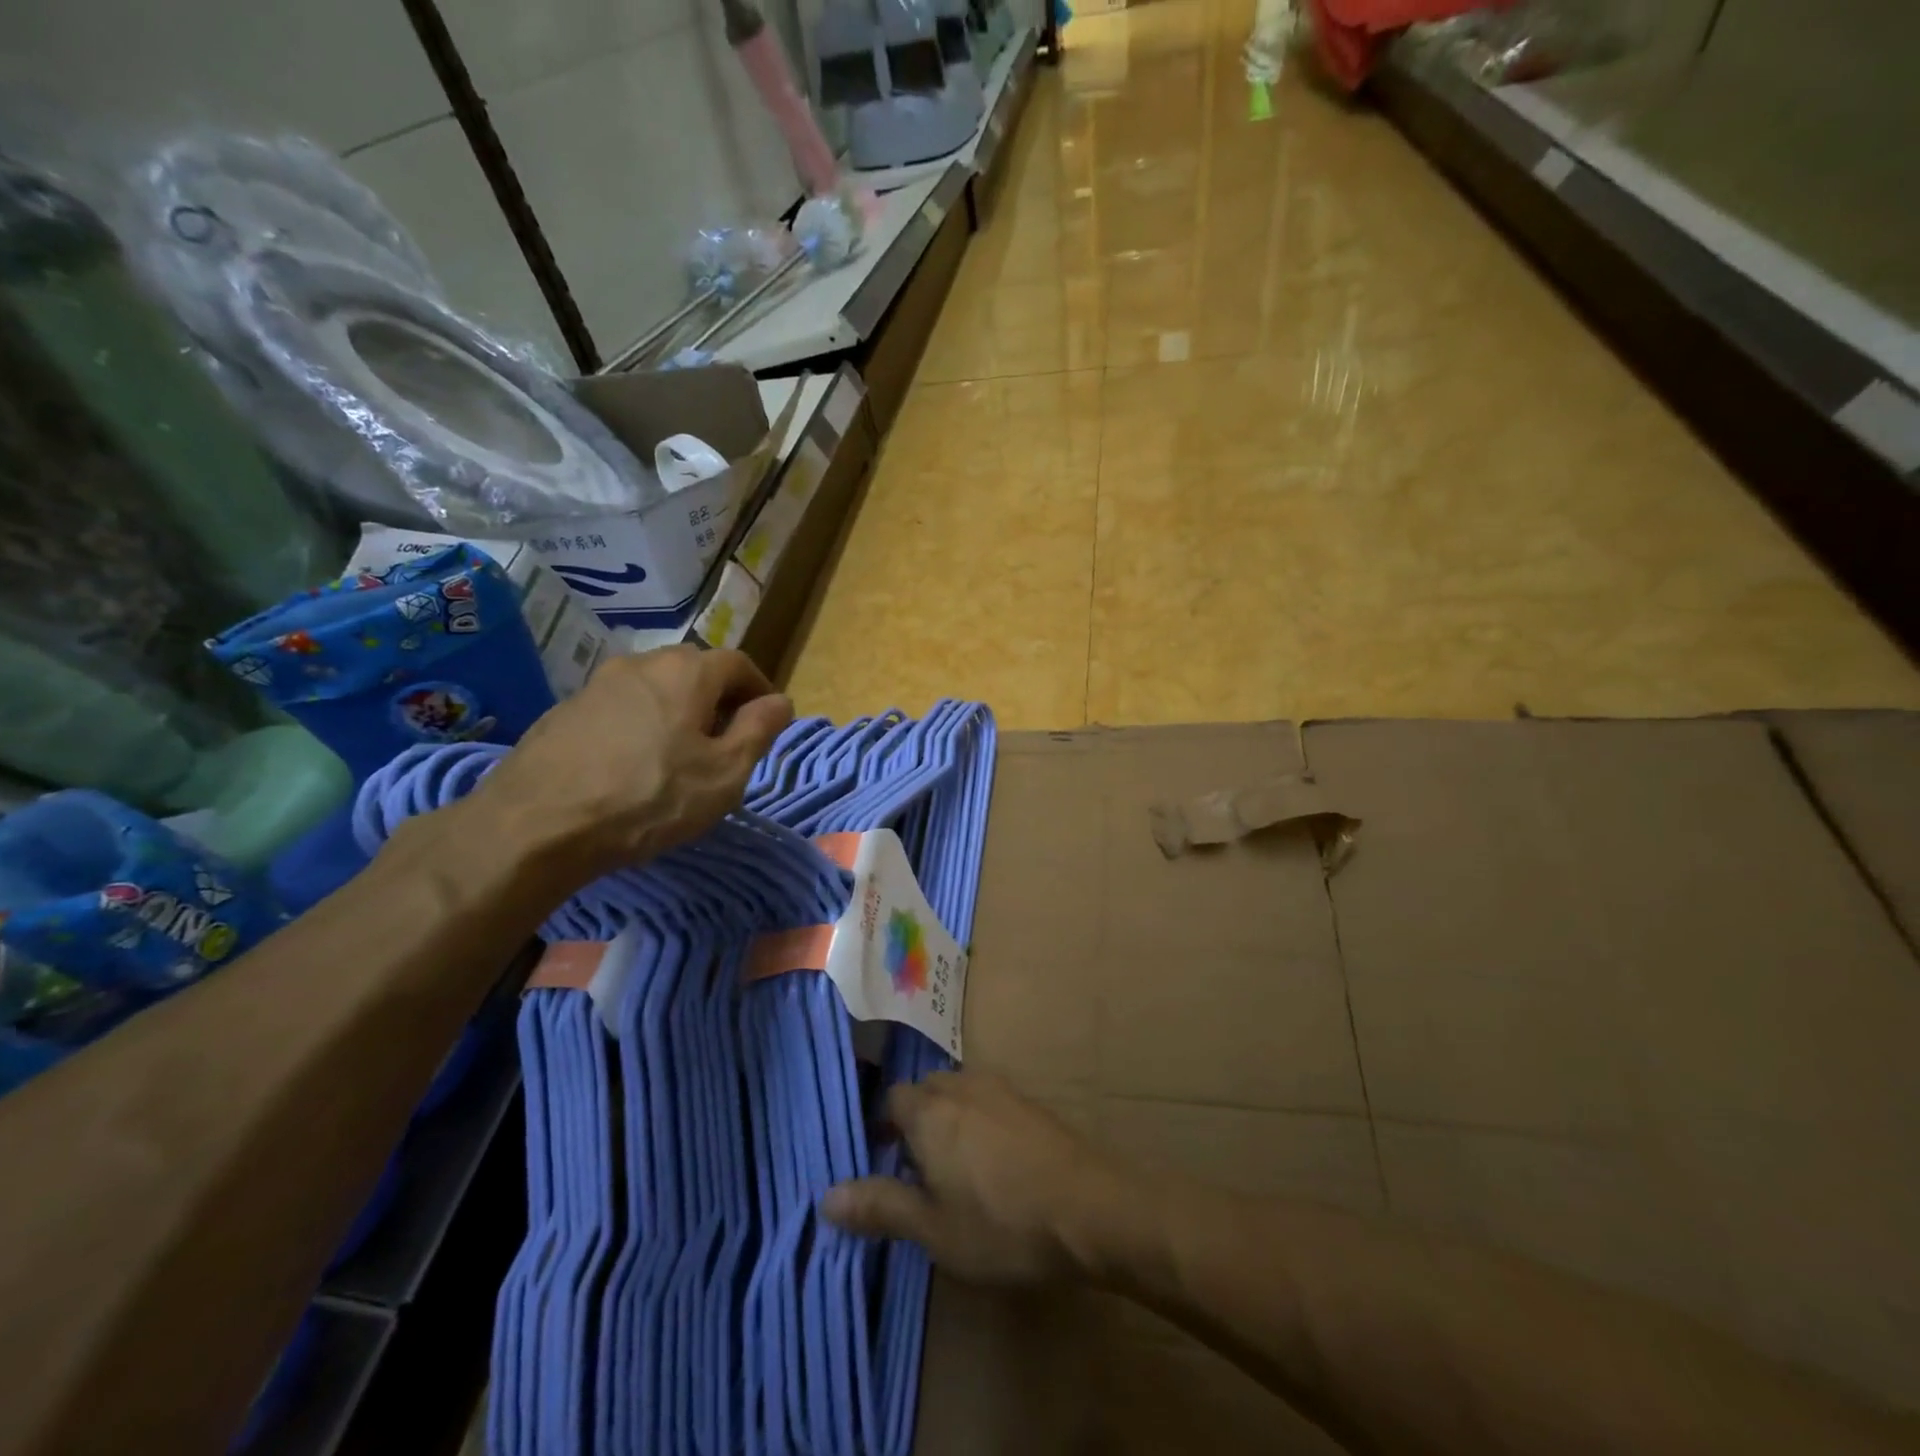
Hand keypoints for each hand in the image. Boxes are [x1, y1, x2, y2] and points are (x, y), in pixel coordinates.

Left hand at [463, 645, 791, 884]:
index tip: (767, 721)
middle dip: (719, 701)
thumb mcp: (724, 773)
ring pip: (655, 689)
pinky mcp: (564, 712)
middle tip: (726, 743)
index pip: (739, 663)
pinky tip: (633, 766)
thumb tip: (780, 701)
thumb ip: (759, 730)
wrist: (536, 825)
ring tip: (680, 757)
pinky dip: (640, 726)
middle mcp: (641, 663)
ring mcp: (596, 685)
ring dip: (678, 713)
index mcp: (686, 671)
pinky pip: (621, 709)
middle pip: (695, 671)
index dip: (760, 690)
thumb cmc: (649, 797)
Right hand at [820, 1071, 1133, 1284]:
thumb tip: (827, 1196)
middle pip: (925, 1091)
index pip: (892, 1099)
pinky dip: (978, 1121)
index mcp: (930, 1111)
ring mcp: (1000, 1089)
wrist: (1088, 1207)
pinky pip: (988, 1101)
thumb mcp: (932, 1229)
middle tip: (914, 1169)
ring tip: (952, 1168)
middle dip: (914, 1121)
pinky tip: (993, 1162)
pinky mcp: (1030, 1102)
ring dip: (948, 1119)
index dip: (882, 1127)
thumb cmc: (1000, 1223)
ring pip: (959, 1093)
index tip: (882, 1162)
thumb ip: (880, 1207)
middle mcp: (961, 1087)